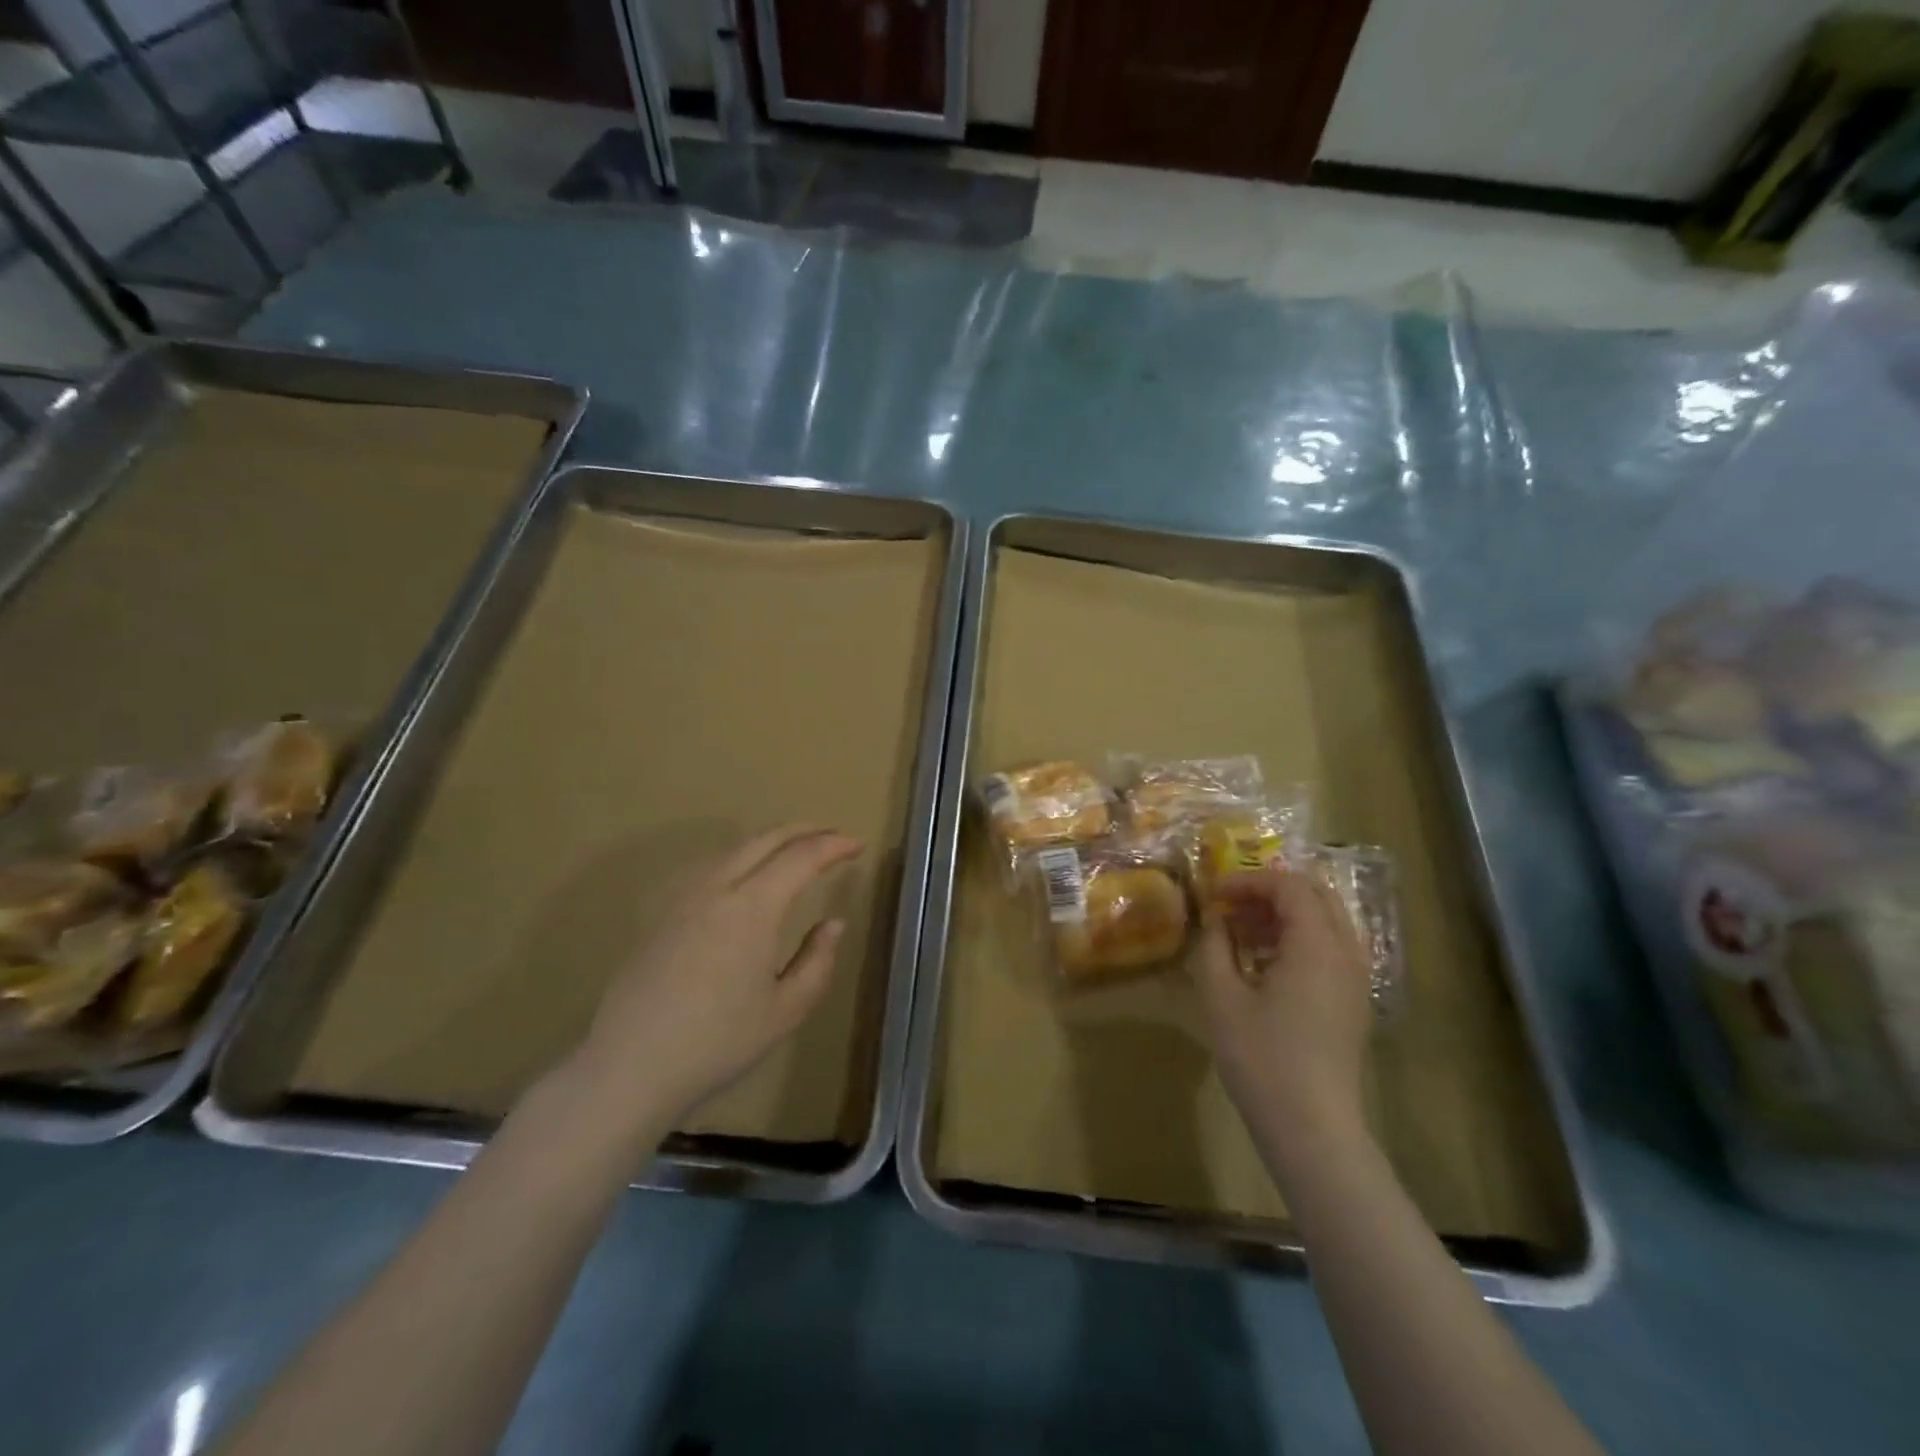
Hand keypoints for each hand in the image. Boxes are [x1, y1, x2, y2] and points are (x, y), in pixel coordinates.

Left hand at [574, 825, 861, 1127]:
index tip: (858, 845)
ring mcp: (685, 897)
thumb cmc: (717, 1042)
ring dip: (773, 841)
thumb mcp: (785, 1010)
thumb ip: (817, 961)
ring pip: (736, 849)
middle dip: (805, 830)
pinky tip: (749, 879)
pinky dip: (745, 858)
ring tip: (796, 852)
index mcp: (753, 907)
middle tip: (834, 835)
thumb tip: (833, 924)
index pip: (802, 857)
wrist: (629, 1066)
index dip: (834, 845)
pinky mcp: (664, 914)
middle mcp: (718, 888)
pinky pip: (713, 867)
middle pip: (766, 839)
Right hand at [1193, 865, 1374, 1171]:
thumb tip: (1215, 920)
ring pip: (1325, 922)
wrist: (1312, 1128)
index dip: (1247, 881)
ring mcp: (1355, 979)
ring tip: (1241, 935)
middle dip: (1269, 892)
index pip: (1289, 885)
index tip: (1212, 895)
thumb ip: (1214, 946)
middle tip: (1230, 907)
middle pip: (1315, 895)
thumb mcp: (1221, 996)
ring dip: (1283, 915)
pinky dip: (1297, 940)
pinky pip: (1330, 949)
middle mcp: (1345, 953)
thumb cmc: (1262, 1058)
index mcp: (1317, 945)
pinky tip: (1262, 966)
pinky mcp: (1353, 1002)